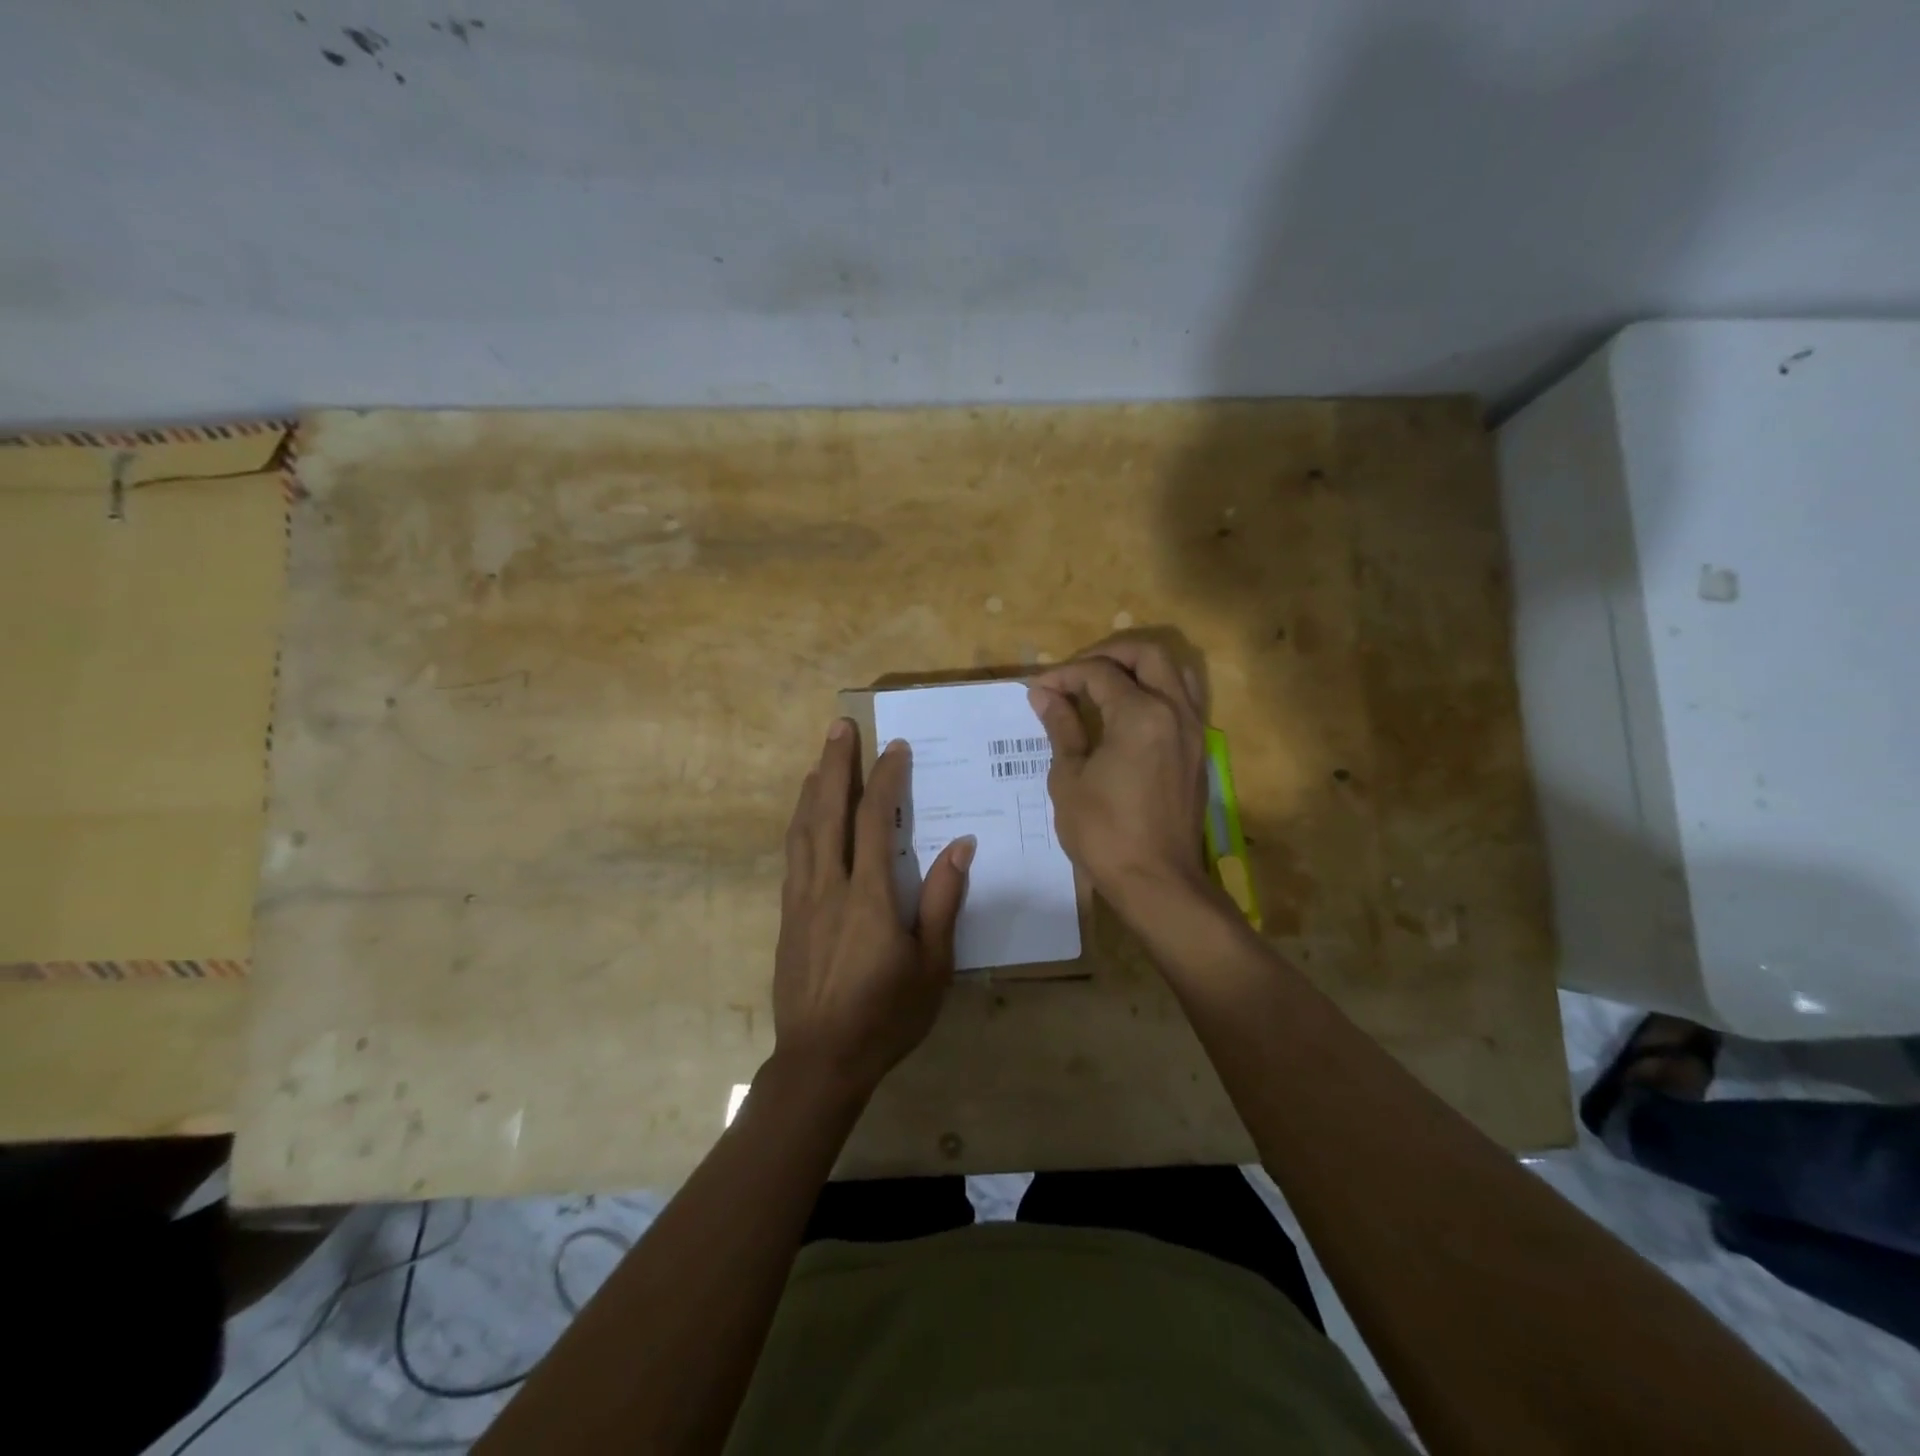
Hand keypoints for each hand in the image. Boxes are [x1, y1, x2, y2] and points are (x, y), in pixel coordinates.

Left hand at [772, 721, 973, 1098]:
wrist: (819, 1061)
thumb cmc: (886, 1016)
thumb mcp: (932, 966)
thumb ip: (944, 902)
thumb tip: (961, 846)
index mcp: (868, 898)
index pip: (873, 821)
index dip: (885, 779)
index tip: (895, 749)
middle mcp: (828, 887)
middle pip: (828, 811)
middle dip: (835, 765)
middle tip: (839, 727)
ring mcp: (801, 900)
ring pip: (803, 830)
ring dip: (812, 788)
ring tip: (820, 758)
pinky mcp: (786, 916)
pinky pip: (792, 855)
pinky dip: (799, 823)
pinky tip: (804, 816)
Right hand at [1028, 639, 1210, 913]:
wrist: (1156, 881)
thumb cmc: (1104, 833)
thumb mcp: (1069, 778)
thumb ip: (1062, 727)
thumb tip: (1044, 695)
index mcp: (1140, 715)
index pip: (1099, 673)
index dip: (1064, 675)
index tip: (1038, 689)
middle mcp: (1175, 711)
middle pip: (1147, 655)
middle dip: (1107, 654)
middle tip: (1075, 673)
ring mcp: (1193, 731)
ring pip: (1174, 672)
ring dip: (1139, 667)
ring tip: (1105, 684)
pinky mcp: (1198, 751)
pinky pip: (1182, 700)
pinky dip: (1156, 690)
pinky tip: (1128, 713)